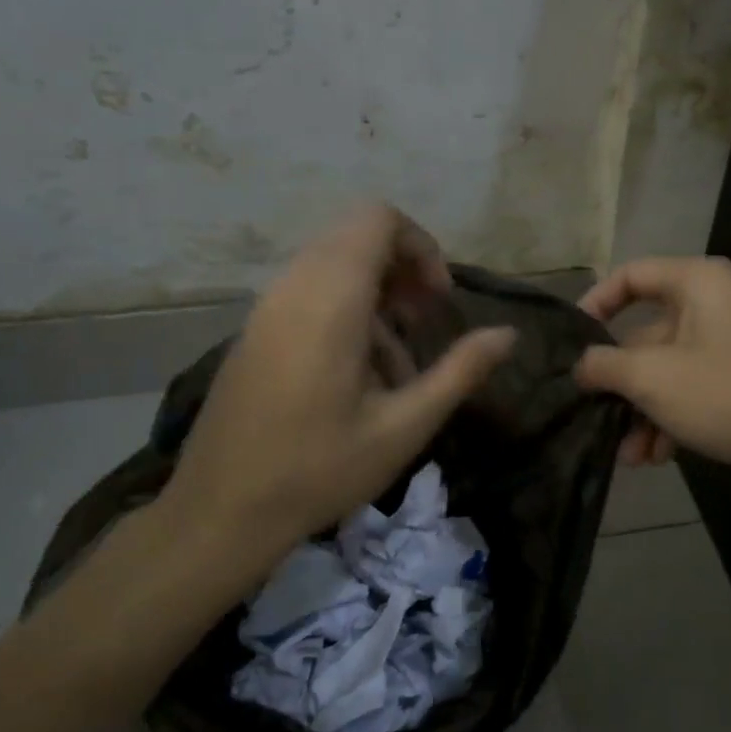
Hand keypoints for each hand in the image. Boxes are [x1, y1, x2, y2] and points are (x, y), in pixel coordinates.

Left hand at [158, 203, 514, 572]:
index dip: (420, 247)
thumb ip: (460, 372)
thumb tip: (509, 334)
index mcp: (330, 300)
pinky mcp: (253, 332)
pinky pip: (307, 296)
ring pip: (332, 269)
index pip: (378, 220)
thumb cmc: (319, 470)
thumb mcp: (404, 427)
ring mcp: (266, 309)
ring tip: (395, 371)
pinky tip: (356, 381)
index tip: (439, 302)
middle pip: (356, 239)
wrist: (221, 511)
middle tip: (424, 328)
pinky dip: (344, 315)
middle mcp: (292, 288)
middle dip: (402, 274)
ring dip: (375, 302)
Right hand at [574, 257, 730, 499]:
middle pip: (646, 334)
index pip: (631, 275)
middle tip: (594, 413)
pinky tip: (657, 457)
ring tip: (629, 456)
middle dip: (620, 383)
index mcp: (699, 283)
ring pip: (667, 371)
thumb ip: (605, 365)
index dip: (595, 303)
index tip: (570, 340)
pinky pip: (692, 391)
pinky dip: (670, 419)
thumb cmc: (728, 395)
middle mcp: (716, 306)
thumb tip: (580, 364)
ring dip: (642, 412)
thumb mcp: (652, 378)